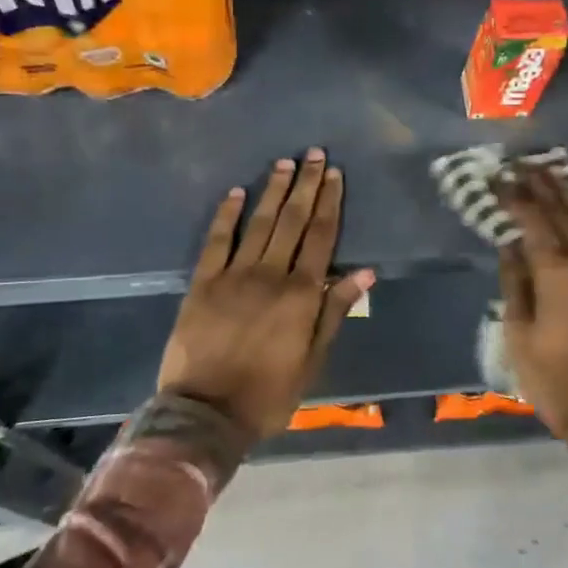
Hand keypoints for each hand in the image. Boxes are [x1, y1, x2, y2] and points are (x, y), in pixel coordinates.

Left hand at [158, 150, 374, 439]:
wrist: (205, 413)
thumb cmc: (268, 392)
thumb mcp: (312, 359)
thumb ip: (334, 311)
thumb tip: (364, 271)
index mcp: (300, 294)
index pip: (321, 237)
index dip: (329, 203)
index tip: (335, 175)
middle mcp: (270, 275)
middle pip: (293, 221)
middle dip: (306, 185)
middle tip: (314, 154)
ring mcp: (233, 275)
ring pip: (259, 223)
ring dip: (273, 191)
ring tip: (284, 163)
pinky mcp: (203, 282)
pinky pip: (217, 241)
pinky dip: (227, 215)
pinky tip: (236, 192)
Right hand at [499, 167, 567, 502]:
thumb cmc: (553, 378)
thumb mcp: (519, 333)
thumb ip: (515, 283)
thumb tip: (509, 245)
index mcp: (559, 274)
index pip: (535, 222)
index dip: (516, 197)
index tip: (498, 176)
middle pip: (565, 212)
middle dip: (542, 184)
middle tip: (521, 162)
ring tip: (550, 173)